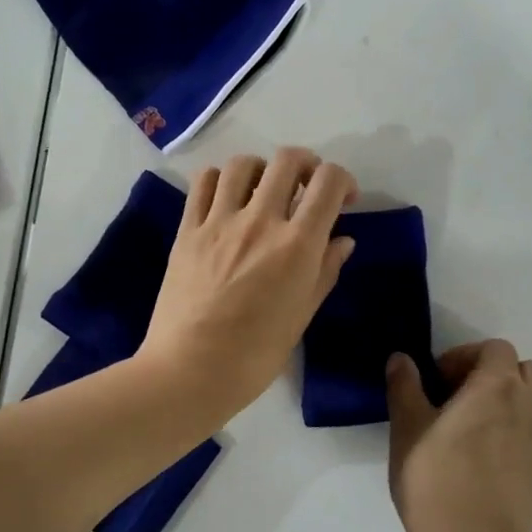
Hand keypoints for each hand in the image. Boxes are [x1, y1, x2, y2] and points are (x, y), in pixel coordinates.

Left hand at [139, 148, 357, 422]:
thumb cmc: (255, 355)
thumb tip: (342, 240)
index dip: (343, 181)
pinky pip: (204, 182)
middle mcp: (260, 221)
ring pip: (244, 164)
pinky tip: (228, 200)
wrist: (190, 371)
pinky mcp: (187, 229)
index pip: (329, 182)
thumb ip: (325, 271)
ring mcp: (219, 222)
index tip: (344, 201)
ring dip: (263, 170)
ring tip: (264, 192)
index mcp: (297, 245)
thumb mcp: (302, 316)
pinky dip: (222, 179)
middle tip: (307, 190)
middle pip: (288, 160)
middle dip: (308, 166)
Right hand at [385, 340, 531, 531]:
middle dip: (490, 374)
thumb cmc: (435, 480)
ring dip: (503, 403)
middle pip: (521, 370)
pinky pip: (530, 436)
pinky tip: (480, 463)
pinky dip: (510, 434)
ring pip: (529, 403)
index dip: (464, 356)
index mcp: (497, 387)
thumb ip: (405, 387)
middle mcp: (528, 406)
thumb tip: (402, 358)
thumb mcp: (407, 429)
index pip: (495, 348)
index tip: (437, 381)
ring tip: (467, 431)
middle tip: (455, 398)